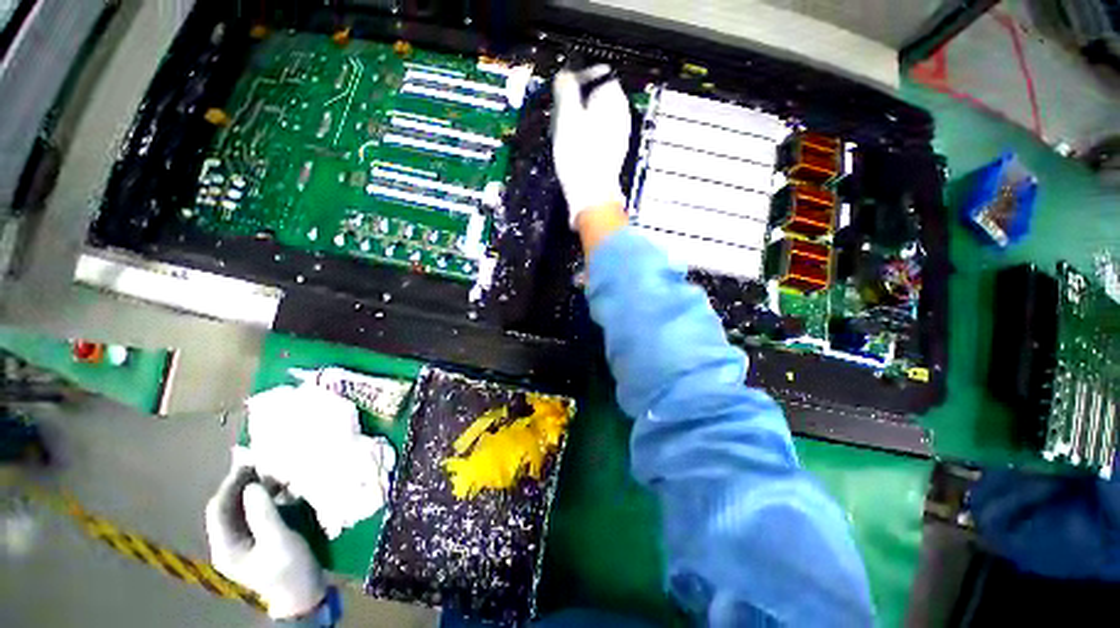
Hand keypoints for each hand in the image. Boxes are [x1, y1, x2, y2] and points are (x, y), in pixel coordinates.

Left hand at [205, 461, 326, 619]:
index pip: (219, 509)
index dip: (230, 484)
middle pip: (227, 507)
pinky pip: (252, 513)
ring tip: (272, 473)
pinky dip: (262, 498)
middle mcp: (228, 542)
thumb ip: (264, 514)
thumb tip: (253, 486)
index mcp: (226, 546)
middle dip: (241, 484)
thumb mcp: (279, 541)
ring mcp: (242, 542)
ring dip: (253, 490)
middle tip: (261, 463)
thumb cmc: (290, 569)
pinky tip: (277, 489)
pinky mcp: (256, 540)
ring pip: (239, 509)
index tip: (249, 462)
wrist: (303, 594)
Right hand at [551, 65, 631, 228]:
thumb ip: (566, 88)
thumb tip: (564, 74)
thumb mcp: (567, 116)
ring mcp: (617, 136)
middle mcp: (620, 116)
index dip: (579, 76)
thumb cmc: (579, 156)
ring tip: (564, 131)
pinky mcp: (611, 153)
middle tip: (561, 112)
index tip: (563, 87)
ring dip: (578, 119)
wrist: (591, 195)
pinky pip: (596, 135)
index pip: (600, 73)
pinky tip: (573, 148)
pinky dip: (584, 136)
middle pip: (597, 96)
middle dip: (577, 100)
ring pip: (595, 117)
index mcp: (613, 100)